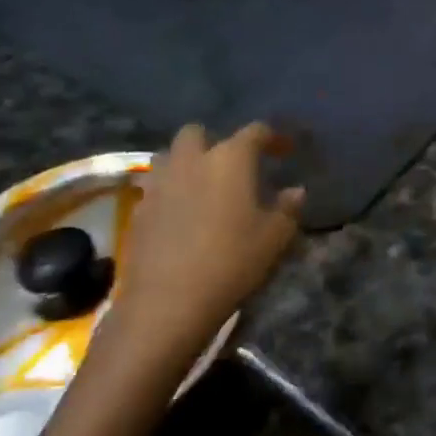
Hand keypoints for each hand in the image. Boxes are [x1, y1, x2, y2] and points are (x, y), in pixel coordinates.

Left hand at [108, 123, 303, 350]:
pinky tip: (183, 216)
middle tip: (233, 166)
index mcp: (229, 159)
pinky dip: (171, 192)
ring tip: (204, 187)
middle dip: (215, 141)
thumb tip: (295, 191)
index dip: (273, 137)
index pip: (255, 132)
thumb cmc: (231, 262)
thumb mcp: (274, 238)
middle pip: (197, 133)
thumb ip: (288, 208)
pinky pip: (156, 187)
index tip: (286, 150)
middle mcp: (191, 161)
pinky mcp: (139, 211)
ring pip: (170, 156)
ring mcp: (159, 184)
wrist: (167, 304)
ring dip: (187, 163)